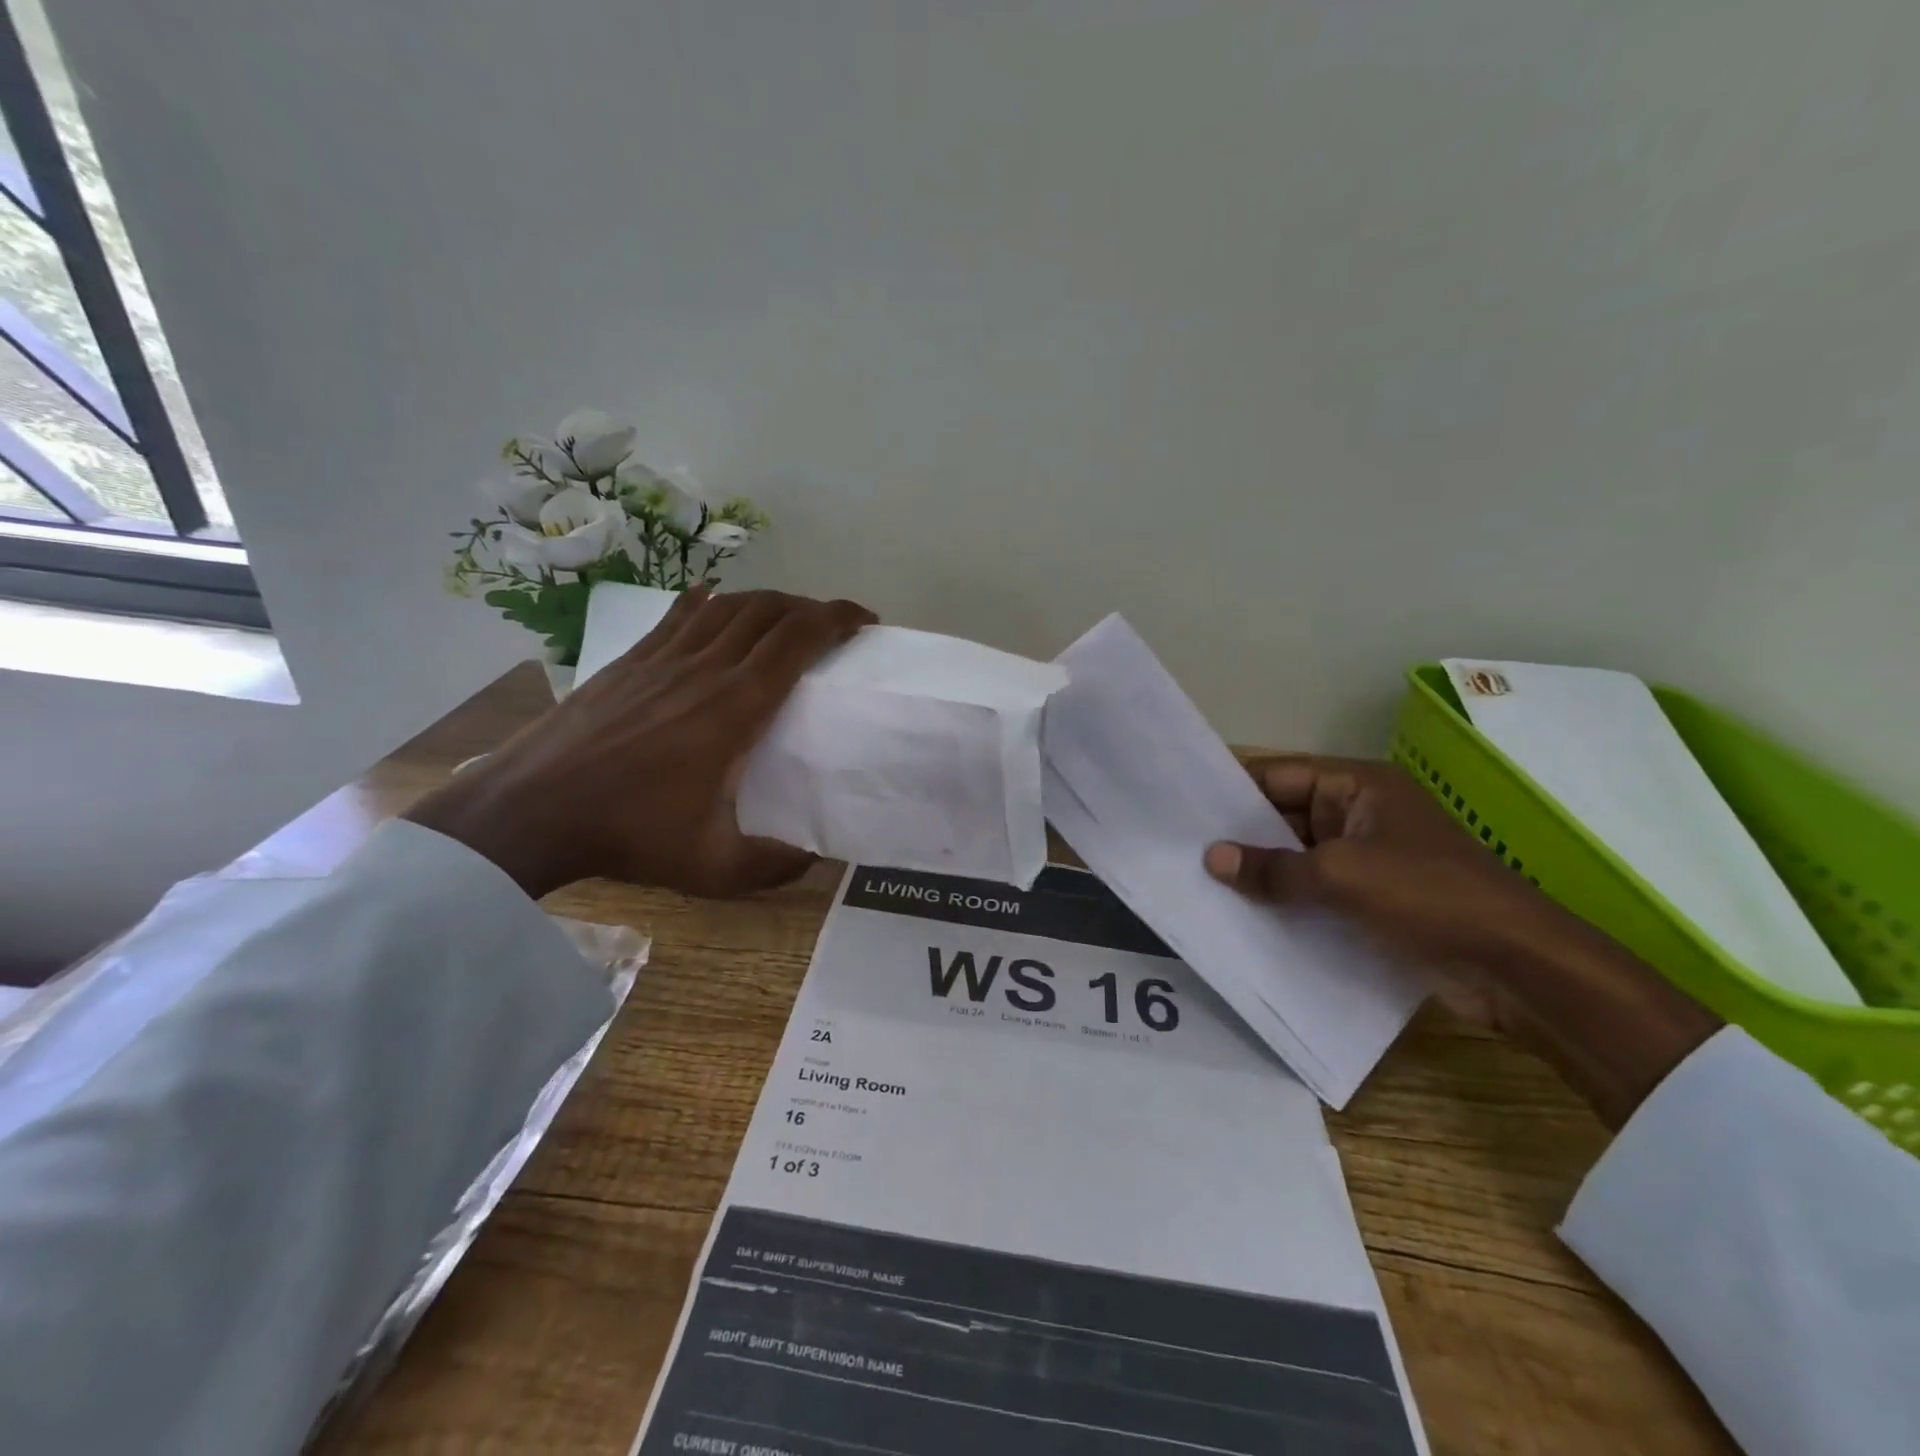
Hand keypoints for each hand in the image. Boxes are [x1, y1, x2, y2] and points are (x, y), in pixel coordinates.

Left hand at [405, 586, 874, 899]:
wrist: (531, 810)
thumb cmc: (628, 834)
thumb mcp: (713, 868)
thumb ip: (773, 866)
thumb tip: (814, 859)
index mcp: (735, 707)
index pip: (797, 639)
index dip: (837, 617)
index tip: (864, 620)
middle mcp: (705, 668)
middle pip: (769, 610)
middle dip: (811, 606)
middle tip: (833, 624)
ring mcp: (662, 658)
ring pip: (727, 605)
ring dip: (767, 601)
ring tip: (785, 617)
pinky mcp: (630, 660)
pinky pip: (678, 615)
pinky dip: (708, 601)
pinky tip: (714, 599)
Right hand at [1203, 756, 1720, 1128]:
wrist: (1518, 967)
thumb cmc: (1428, 897)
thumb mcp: (1341, 875)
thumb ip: (1273, 867)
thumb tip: (1212, 858)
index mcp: (1358, 787)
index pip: (1279, 776)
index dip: (1231, 789)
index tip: (1182, 805)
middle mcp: (1359, 815)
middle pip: (1284, 815)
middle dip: (1239, 834)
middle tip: (1180, 849)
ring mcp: (1367, 858)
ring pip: (1297, 856)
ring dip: (1260, 871)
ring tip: (1199, 883)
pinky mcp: (1372, 900)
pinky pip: (1315, 890)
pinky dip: (1284, 900)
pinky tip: (1242, 915)